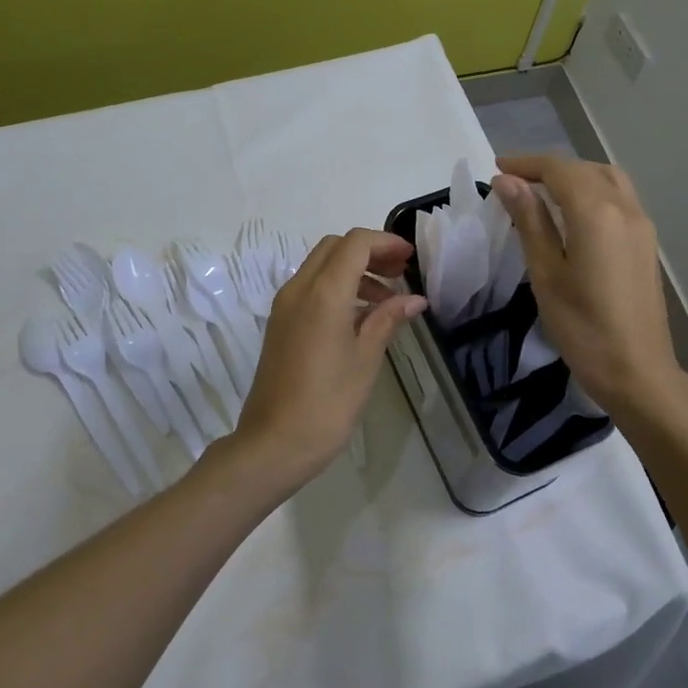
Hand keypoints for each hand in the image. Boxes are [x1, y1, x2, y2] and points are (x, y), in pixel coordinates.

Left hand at [231, 228, 425, 490]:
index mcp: (323, 293)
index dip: (385, 243)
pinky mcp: (280, 323)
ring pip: (321, 266)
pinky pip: (311, 288)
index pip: (355, 243)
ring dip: (354, 270)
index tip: (409, 258)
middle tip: (399, 273)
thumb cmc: (327, 403)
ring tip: (387, 300)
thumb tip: (414, 299)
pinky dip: (337, 287)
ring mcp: (285, 306)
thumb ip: (388, 319)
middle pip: (335, 247)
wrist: (273, 444)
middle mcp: (298, 289)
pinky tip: (361, 317)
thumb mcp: (365, 359)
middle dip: (369, 252)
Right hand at [492, 156, 687, 433]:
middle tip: (515, 181)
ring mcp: (642, 225)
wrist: (638, 372)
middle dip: (549, 168)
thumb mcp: (546, 273)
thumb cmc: (583, 328)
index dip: (526, 164)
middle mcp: (625, 208)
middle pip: (584, 169)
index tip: (498, 169)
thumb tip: (508, 182)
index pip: (559, 170)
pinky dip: (593, 191)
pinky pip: (619, 198)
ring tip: (542, 192)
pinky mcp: (647, 242)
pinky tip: (573, 214)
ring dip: (574, 176)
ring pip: (607, 178)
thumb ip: (530, 220)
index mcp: (597, 213)